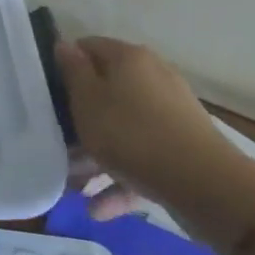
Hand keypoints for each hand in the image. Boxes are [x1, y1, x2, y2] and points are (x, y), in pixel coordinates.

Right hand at [56, 35, 238, 220]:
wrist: (208, 188)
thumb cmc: (133, 135)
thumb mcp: (86, 101)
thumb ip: (72, 71)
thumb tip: (64, 45)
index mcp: (128, 58)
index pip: (87, 47)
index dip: (64, 66)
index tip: (46, 92)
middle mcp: (153, 77)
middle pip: (106, 90)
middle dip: (80, 117)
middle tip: (58, 140)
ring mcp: (171, 113)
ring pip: (124, 127)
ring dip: (97, 154)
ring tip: (75, 185)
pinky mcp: (184, 148)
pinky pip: (143, 157)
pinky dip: (122, 178)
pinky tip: (100, 209)